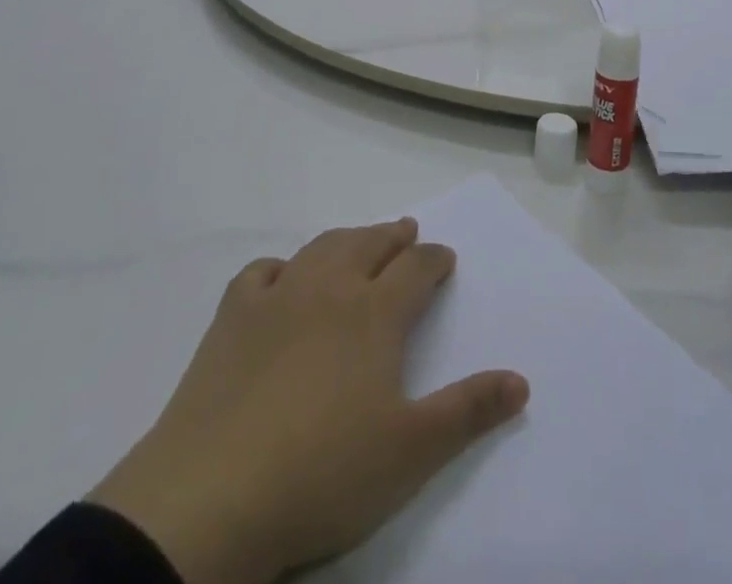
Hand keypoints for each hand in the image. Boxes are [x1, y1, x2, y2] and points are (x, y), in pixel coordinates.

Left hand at [88, 219, 529, 583]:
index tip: (445, 258)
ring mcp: (277, 297)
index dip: (435, 259)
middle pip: (369, 244)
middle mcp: (330, 288)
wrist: (211, 499)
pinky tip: (281, 278)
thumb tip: (521, 380)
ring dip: (347, 239)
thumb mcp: (412, 453)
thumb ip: (469, 411)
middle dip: (393, 237)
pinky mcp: (231, 318)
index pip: (416, 269)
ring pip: (322, 248)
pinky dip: (280, 268)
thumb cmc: (324, 474)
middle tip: (407, 232)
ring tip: (359, 241)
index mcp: (375, 313)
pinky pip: (261, 273)